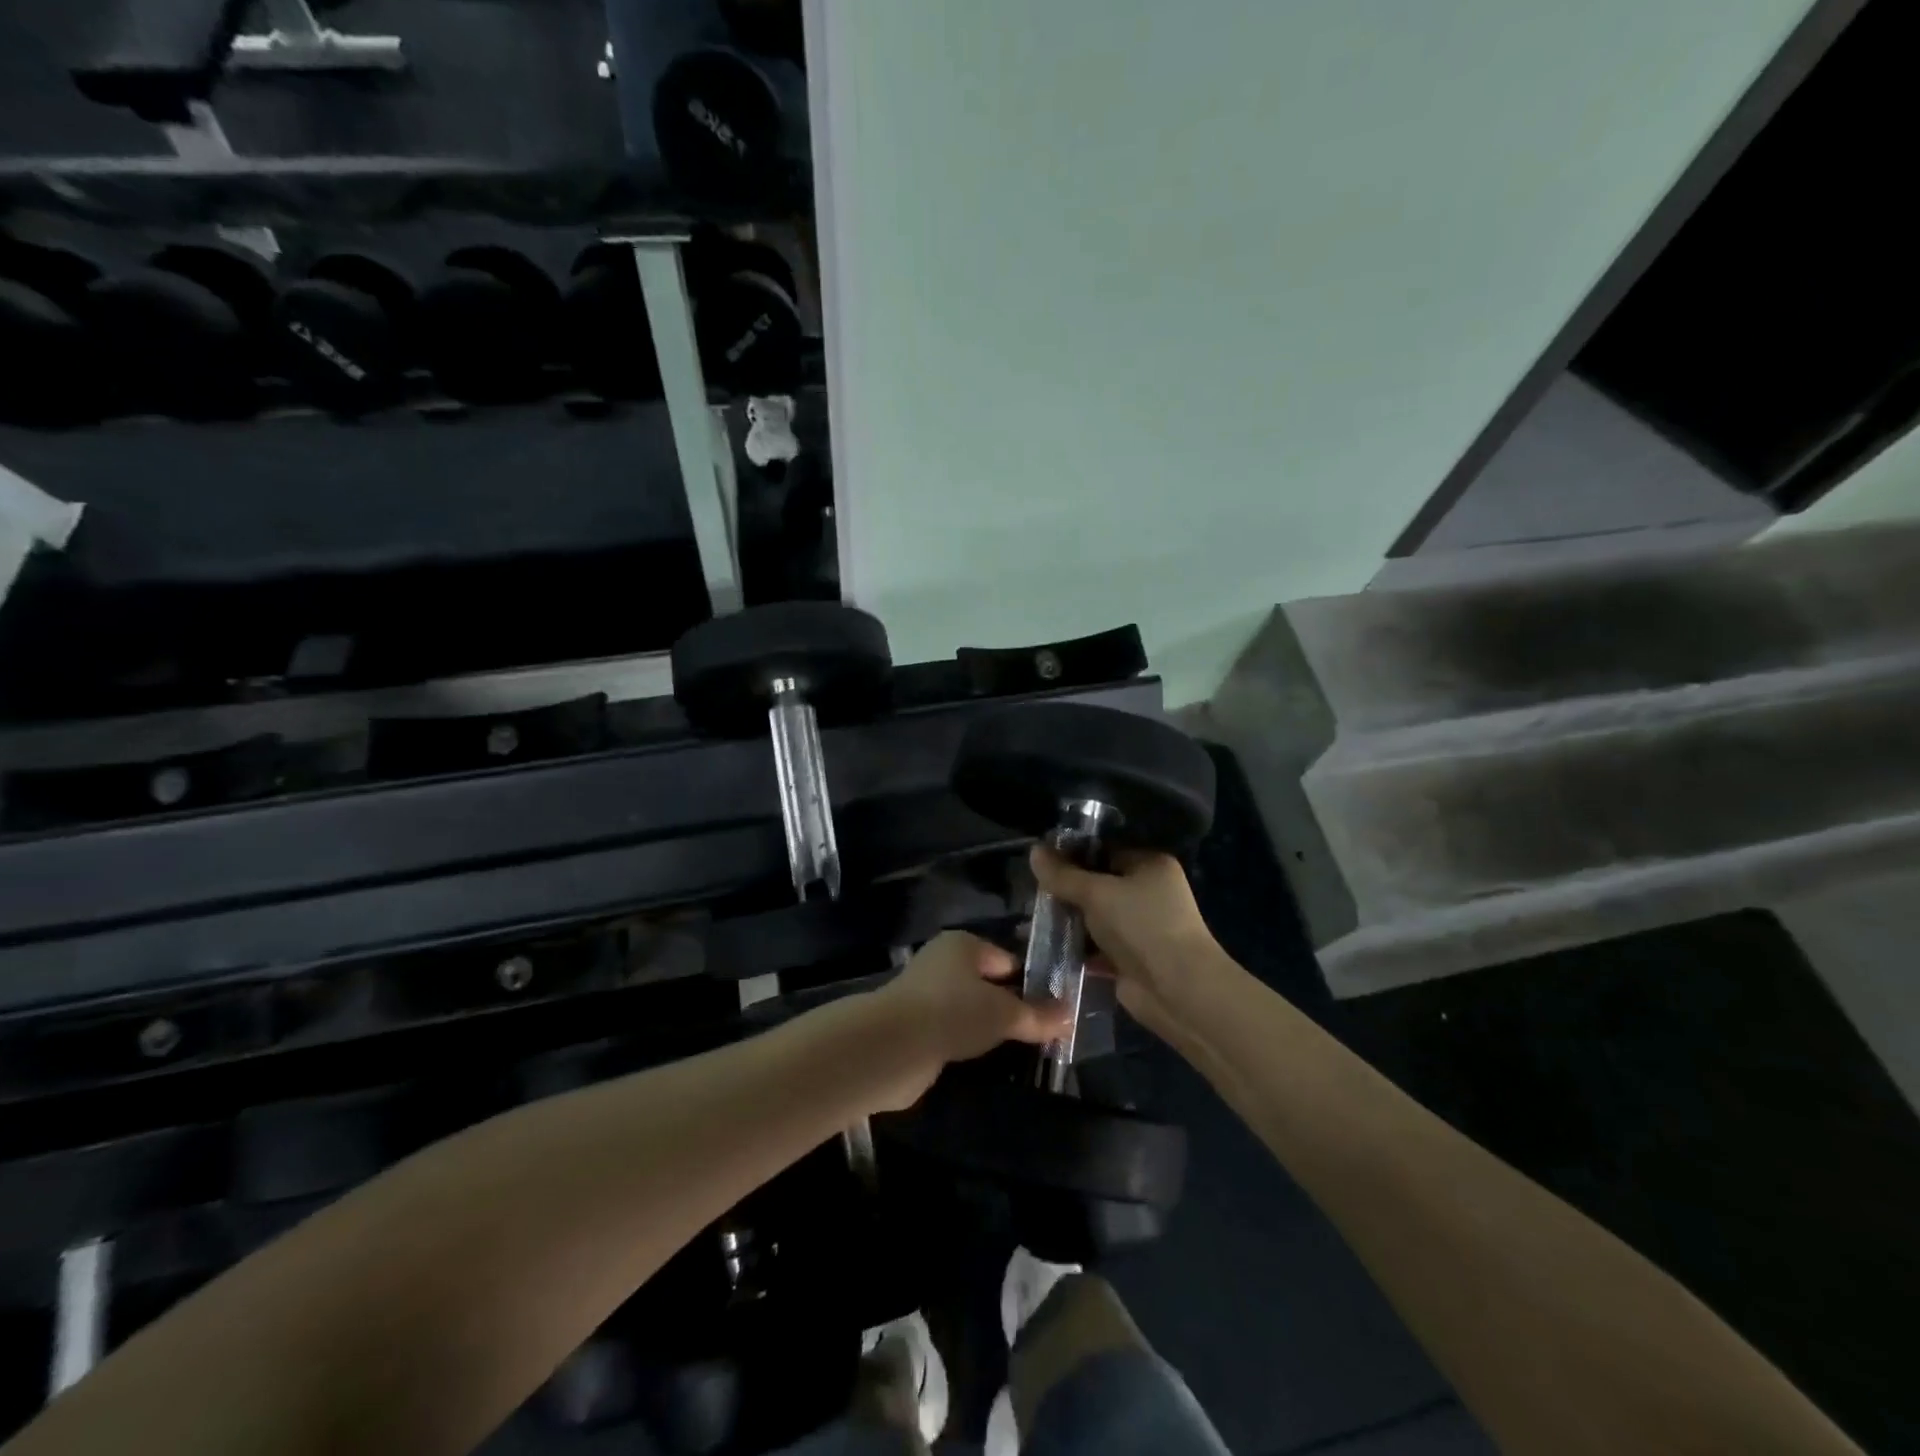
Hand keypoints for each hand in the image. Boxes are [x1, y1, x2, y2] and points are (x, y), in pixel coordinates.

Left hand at [866, 931, 1067, 1110]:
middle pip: (987, 984)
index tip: (1055, 1011)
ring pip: (969, 1010)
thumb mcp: (1004, 1014)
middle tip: (1042, 1034)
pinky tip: (984, 1061)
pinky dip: (966, 1043)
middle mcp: (942, 963)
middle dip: (1011, 1008)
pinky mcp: (914, 1026)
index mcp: (963, 945)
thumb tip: (1071, 1015)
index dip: (1032, 983)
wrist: (892, 1047)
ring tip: (1019, 1051)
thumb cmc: (953, 1013)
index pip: (1007, 960)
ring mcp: (925, 995)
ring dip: (987, 1028)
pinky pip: (952, 1031)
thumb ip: (1038, 1016)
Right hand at [1029, 846, 1221, 1035]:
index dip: (1073, 856)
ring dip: (1070, 920)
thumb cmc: (1141, 926)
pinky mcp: (1131, 958)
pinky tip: (1048, 944)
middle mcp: (1149, 892)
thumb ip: (1063, 875)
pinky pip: (1097, 945)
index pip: (1105, 851)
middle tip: (1033, 890)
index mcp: (1150, 865)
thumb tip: (1033, 850)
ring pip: (1096, 917)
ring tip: (1033, 917)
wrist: (1177, 990)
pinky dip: (1078, 946)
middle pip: (1099, 884)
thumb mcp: (1097, 893)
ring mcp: (1141, 927)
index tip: (1042, 862)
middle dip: (1068, 890)